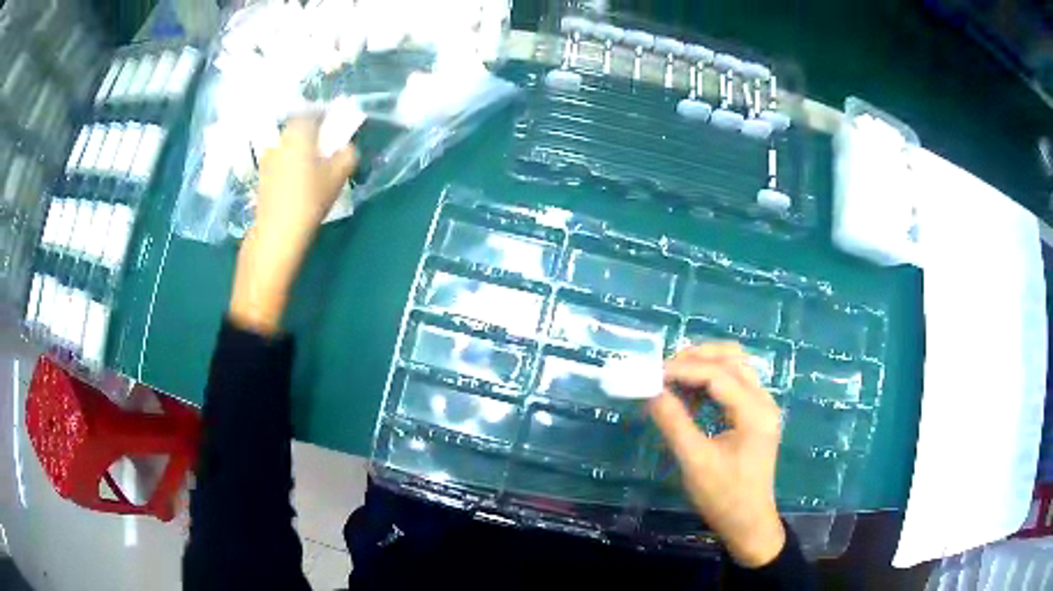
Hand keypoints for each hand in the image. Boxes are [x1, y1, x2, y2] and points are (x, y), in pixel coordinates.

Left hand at [230, 116, 357, 334]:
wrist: (277, 233)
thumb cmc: (309, 198)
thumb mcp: (339, 175)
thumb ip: (348, 154)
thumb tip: (346, 148)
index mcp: (298, 131)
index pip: (313, 113)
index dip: (326, 117)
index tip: (336, 128)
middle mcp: (279, 139)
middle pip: (298, 129)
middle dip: (312, 135)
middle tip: (326, 149)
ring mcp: (267, 159)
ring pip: (288, 146)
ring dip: (300, 151)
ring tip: (313, 169)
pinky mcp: (262, 178)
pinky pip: (280, 162)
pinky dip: (290, 166)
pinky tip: (298, 185)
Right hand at [648, 343, 785, 567]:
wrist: (748, 523)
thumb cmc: (723, 497)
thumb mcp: (695, 461)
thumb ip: (674, 422)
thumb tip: (651, 391)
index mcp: (754, 411)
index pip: (718, 374)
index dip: (683, 369)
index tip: (651, 374)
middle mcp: (763, 400)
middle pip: (732, 357)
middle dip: (696, 357)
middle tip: (663, 371)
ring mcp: (762, 406)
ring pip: (734, 366)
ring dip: (703, 366)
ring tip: (672, 381)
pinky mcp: (755, 414)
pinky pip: (733, 383)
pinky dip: (710, 382)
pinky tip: (689, 397)